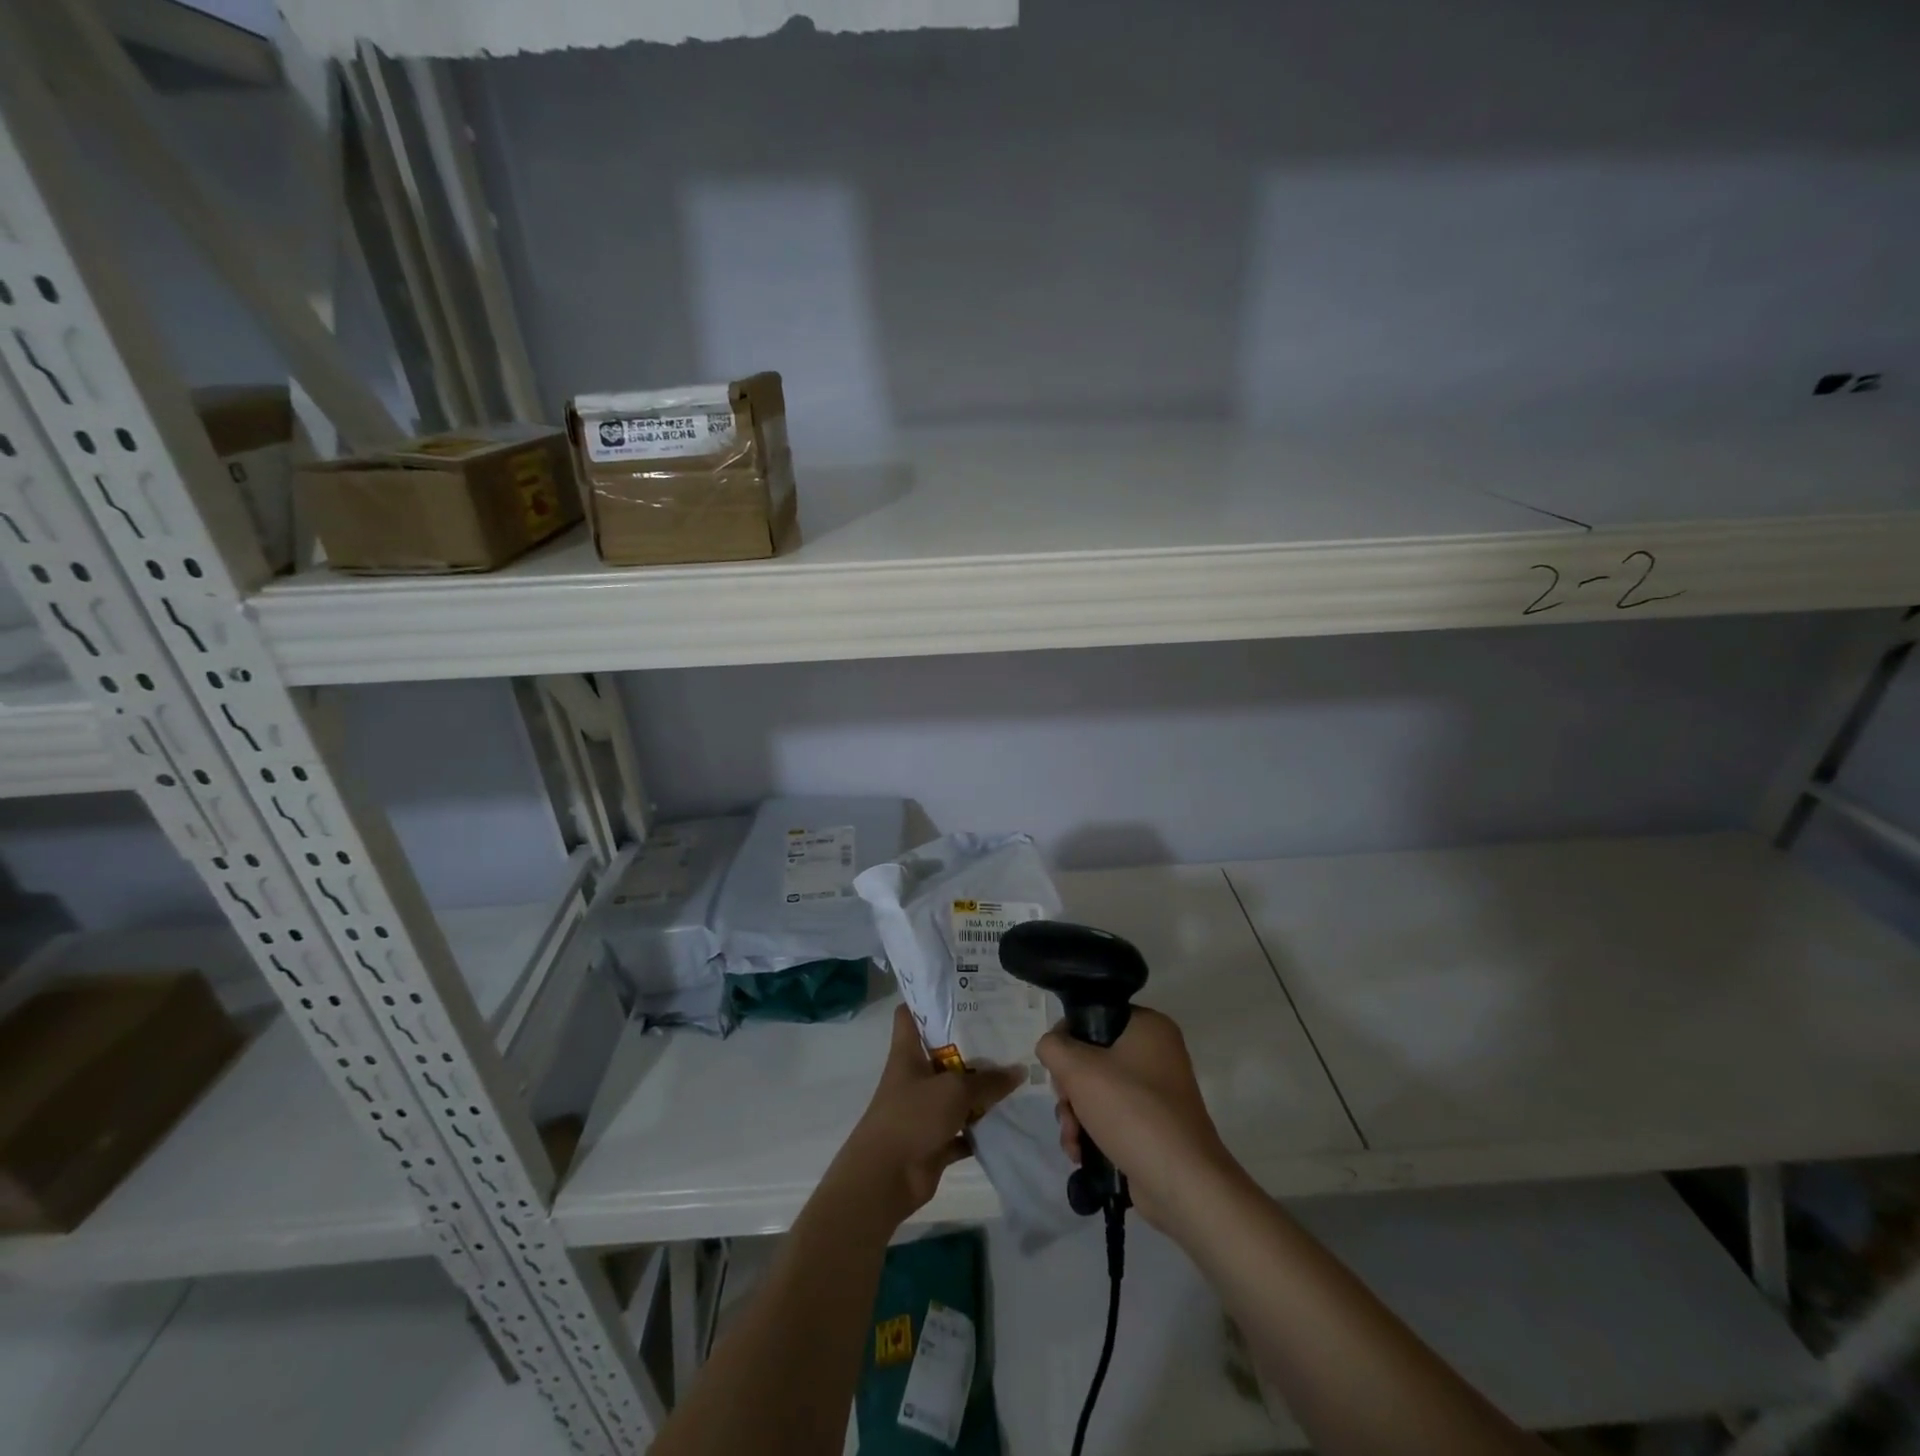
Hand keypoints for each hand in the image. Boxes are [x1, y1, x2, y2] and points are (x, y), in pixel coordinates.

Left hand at [829, 1004, 1024, 1229]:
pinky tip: (1008, 1118)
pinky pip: (963, 1130)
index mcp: (908, 1053)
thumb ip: (988, 1080)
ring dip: (980, 1089)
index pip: (911, 1014)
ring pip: (956, 1092)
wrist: (885, 1178)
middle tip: (1006, 1031)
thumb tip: (1020, 1070)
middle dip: (971, 1045)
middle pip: (943, 1052)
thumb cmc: (912, 1117)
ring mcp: (924, 1109)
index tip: (960, 990)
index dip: (929, 1000)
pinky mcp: (934, 1140)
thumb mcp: (954, 1090)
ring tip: (1016, 1071)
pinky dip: (980, 1127)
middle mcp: (915, 1076)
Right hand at [1037, 1008, 1240, 1231]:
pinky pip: (1112, 1116)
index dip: (1067, 1039)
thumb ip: (1054, 1047)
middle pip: (1092, 1057)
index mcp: (1148, 1027)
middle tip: (1067, 1106)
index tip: (1057, 1067)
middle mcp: (1156, 1053)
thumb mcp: (1080, 1070)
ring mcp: (1156, 1092)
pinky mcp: (1153, 1125)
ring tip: (1072, 1138)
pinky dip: (1092, 1132)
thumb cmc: (1132, 1111)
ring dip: (1075, 1114)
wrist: (1182, 1183)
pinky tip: (1081, 1153)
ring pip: (1098, 1090)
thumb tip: (1051, 1046)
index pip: (1094, 1016)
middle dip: (1070, 1088)